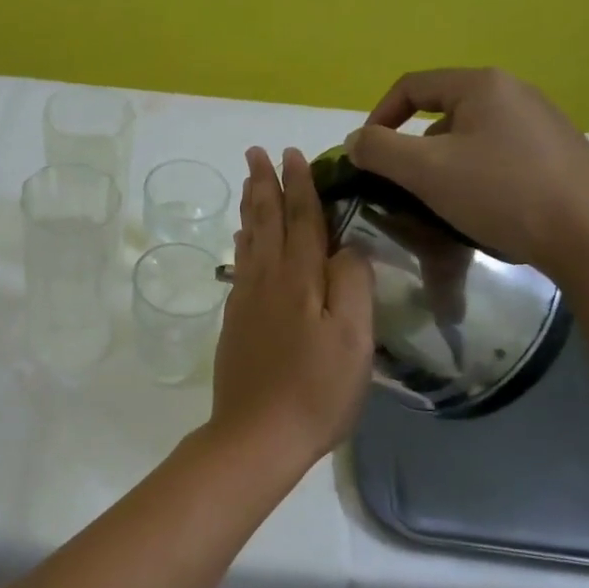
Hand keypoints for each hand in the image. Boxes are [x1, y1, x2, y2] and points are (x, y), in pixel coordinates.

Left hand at [209, 147, 373, 467]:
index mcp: (300, 279)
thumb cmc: (316, 390)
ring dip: (250, 208)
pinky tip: (242, 241)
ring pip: (249, 241)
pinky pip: (240, 266)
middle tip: (256, 152)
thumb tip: (348, 246)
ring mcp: (246, 301)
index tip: (292, 153)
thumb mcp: (353, 338)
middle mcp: (267, 280)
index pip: (302, 219)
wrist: (257, 435)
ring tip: (248, 184)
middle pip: (266, 221)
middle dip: (264, 184)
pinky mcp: (235, 322)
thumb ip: (352, 284)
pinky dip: (242, 243)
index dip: (299, 185)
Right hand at [345, 68, 588, 276]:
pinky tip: (486, 204)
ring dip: (447, 161)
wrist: (585, 238)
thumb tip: (355, 141)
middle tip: (406, 182)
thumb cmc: (499, 194)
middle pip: (443, 110)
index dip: (379, 116)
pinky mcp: (563, 151)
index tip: (367, 155)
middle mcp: (517, 91)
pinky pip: (503, 152)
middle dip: (415, 145)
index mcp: (484, 85)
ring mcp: (546, 120)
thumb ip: (378, 150)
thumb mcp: (425, 171)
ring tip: (444, 198)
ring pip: (473, 134)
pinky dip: (481, 171)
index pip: (412, 86)